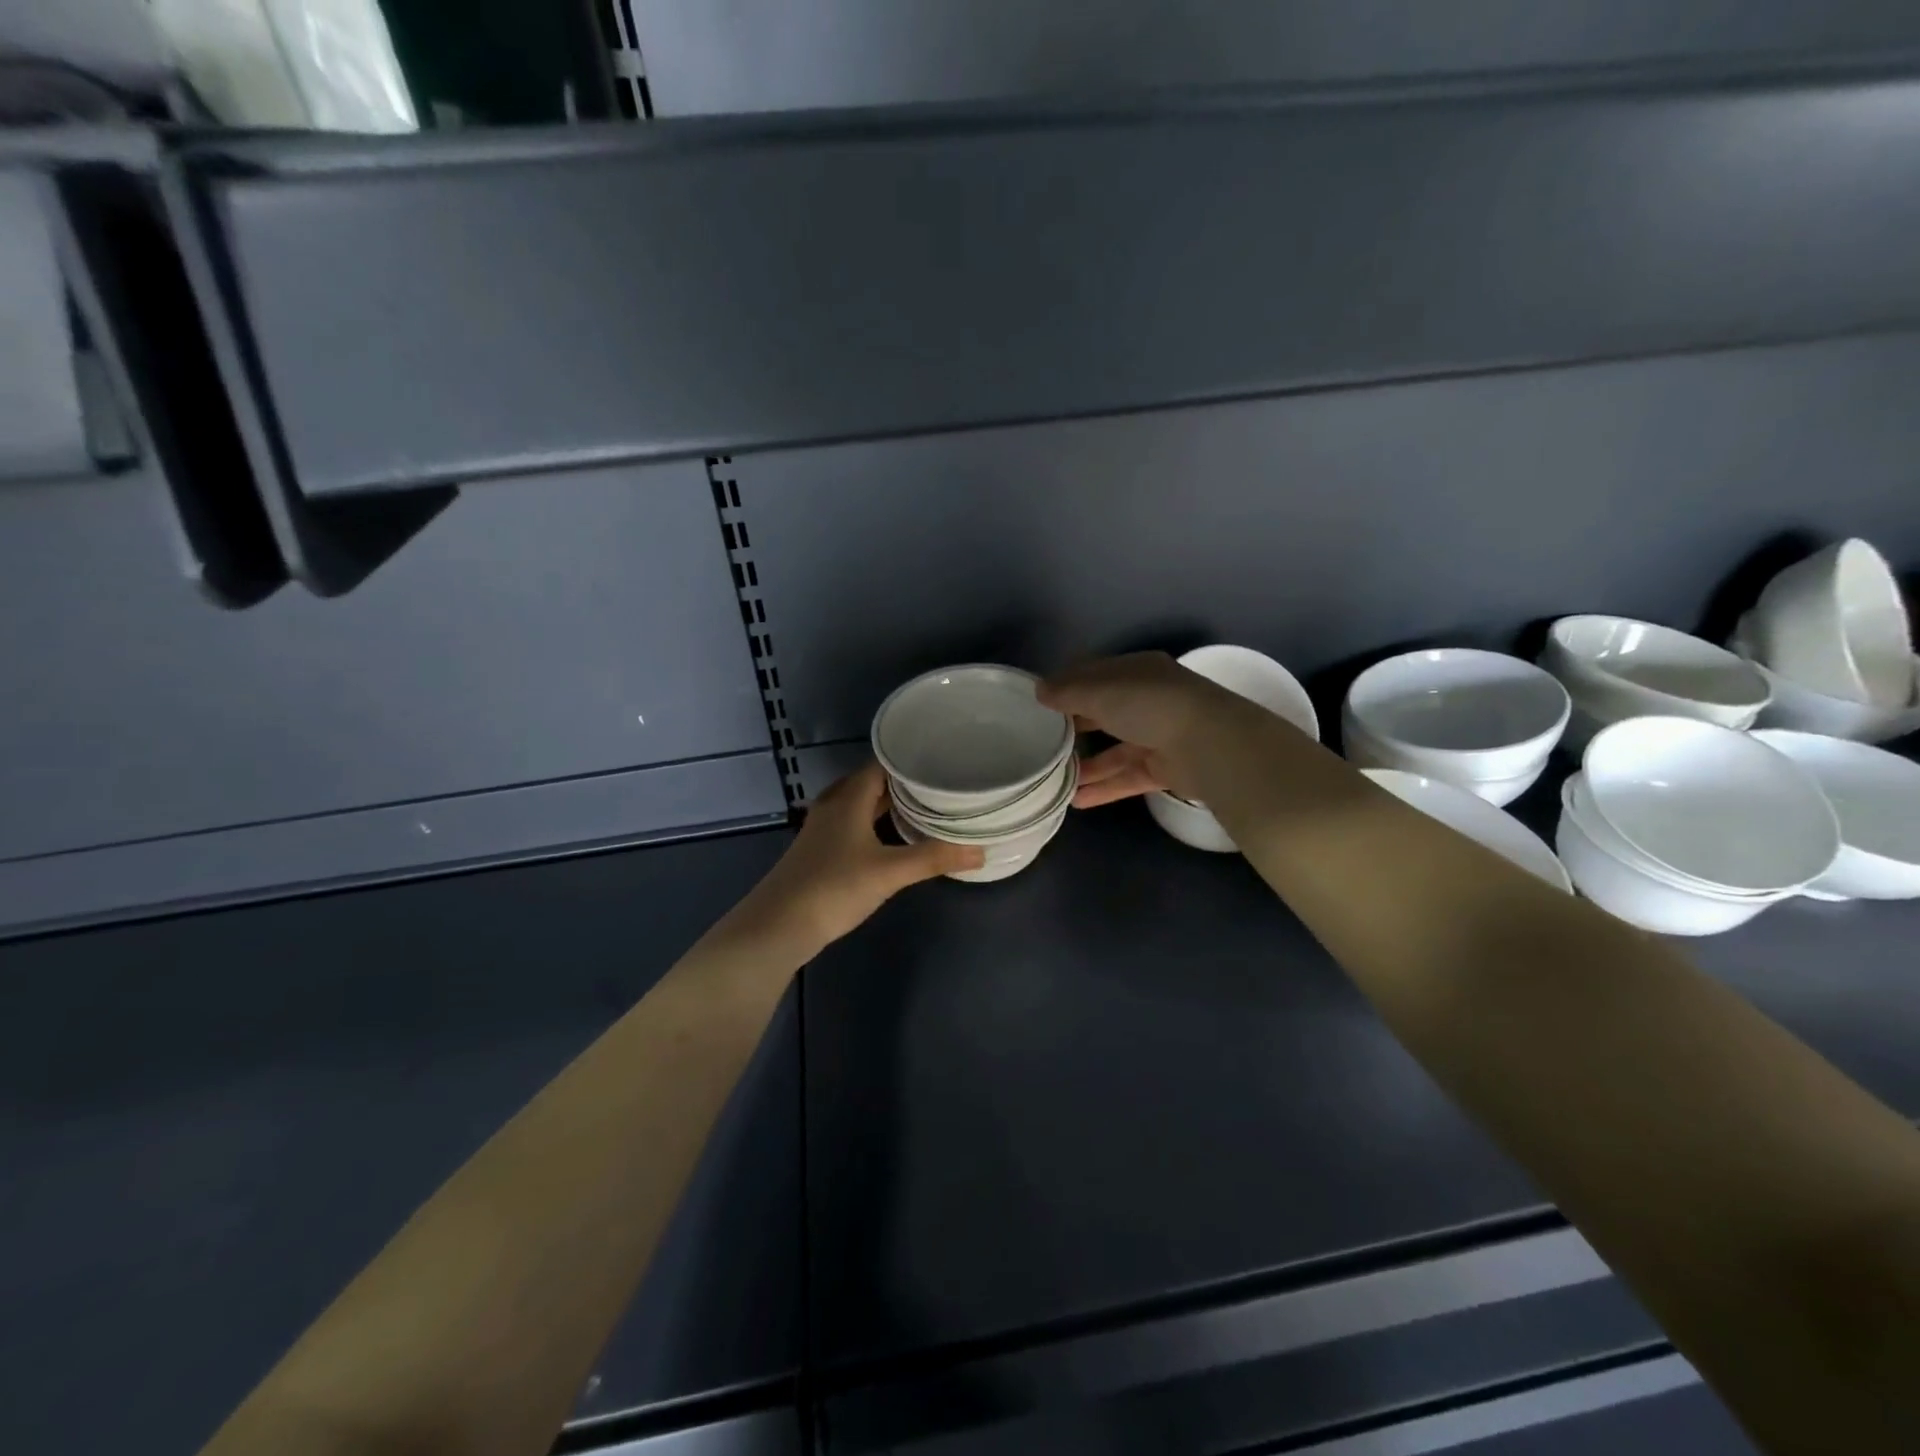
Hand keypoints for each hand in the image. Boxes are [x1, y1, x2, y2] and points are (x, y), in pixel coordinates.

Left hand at [736, 762, 984, 953]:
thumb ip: (934, 859)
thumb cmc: (834, 888)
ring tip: (923, 806)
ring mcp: (822, 828)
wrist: (778, 926)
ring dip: (886, 803)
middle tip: (938, 785)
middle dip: (902, 782)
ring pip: (859, 804)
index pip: (881, 764)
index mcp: (848, 798)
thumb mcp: (889, 872)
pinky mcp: (819, 850)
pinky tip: (891, 837)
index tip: (941, 761)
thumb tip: (980, 851)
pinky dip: (873, 822)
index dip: (909, 761)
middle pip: (870, 782)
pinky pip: (851, 823)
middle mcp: (833, 805)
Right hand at [1039, 652, 1246, 807]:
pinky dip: (1104, 788)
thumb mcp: (1100, 691)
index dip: (1066, 686)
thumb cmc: (1149, 705)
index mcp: (1136, 672)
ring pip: (1114, 750)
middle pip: (1104, 713)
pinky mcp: (1165, 769)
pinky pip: (1127, 777)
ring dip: (1086, 765)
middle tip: (1041, 743)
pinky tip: (1076, 801)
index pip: (1095, 675)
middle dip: (1074, 728)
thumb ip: (1067, 692)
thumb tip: (1039, 691)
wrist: (1209, 744)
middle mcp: (1148, 700)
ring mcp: (1158, 736)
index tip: (1037, 704)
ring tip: (1053, 779)